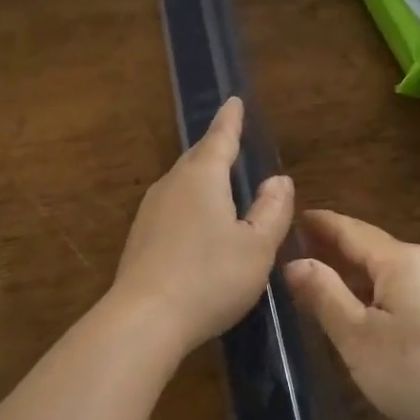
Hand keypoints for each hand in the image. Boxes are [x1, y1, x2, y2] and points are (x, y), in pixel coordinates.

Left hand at [112, 97, 294, 354]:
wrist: (144, 318)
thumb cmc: (210, 277)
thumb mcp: (256, 246)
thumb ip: (272, 210)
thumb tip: (278, 179)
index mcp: (202, 177)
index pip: (220, 138)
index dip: (230, 120)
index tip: (234, 100)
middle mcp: (172, 185)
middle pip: (197, 158)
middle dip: (215, 146)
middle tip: (230, 137)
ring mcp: (151, 211)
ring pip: (182, 183)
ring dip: (201, 176)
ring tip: (218, 178)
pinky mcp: (140, 238)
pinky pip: (172, 206)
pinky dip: (190, 203)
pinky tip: (197, 222)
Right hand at [285, 210, 419, 419]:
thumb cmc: (419, 370)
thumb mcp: (358, 337)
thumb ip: (324, 296)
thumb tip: (294, 262)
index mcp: (398, 260)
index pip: (349, 229)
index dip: (319, 224)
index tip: (290, 217)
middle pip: (371, 247)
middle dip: (335, 247)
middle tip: (298, 249)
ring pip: (389, 272)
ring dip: (356, 273)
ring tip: (324, 281)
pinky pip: (406, 291)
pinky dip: (377, 292)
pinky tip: (367, 314)